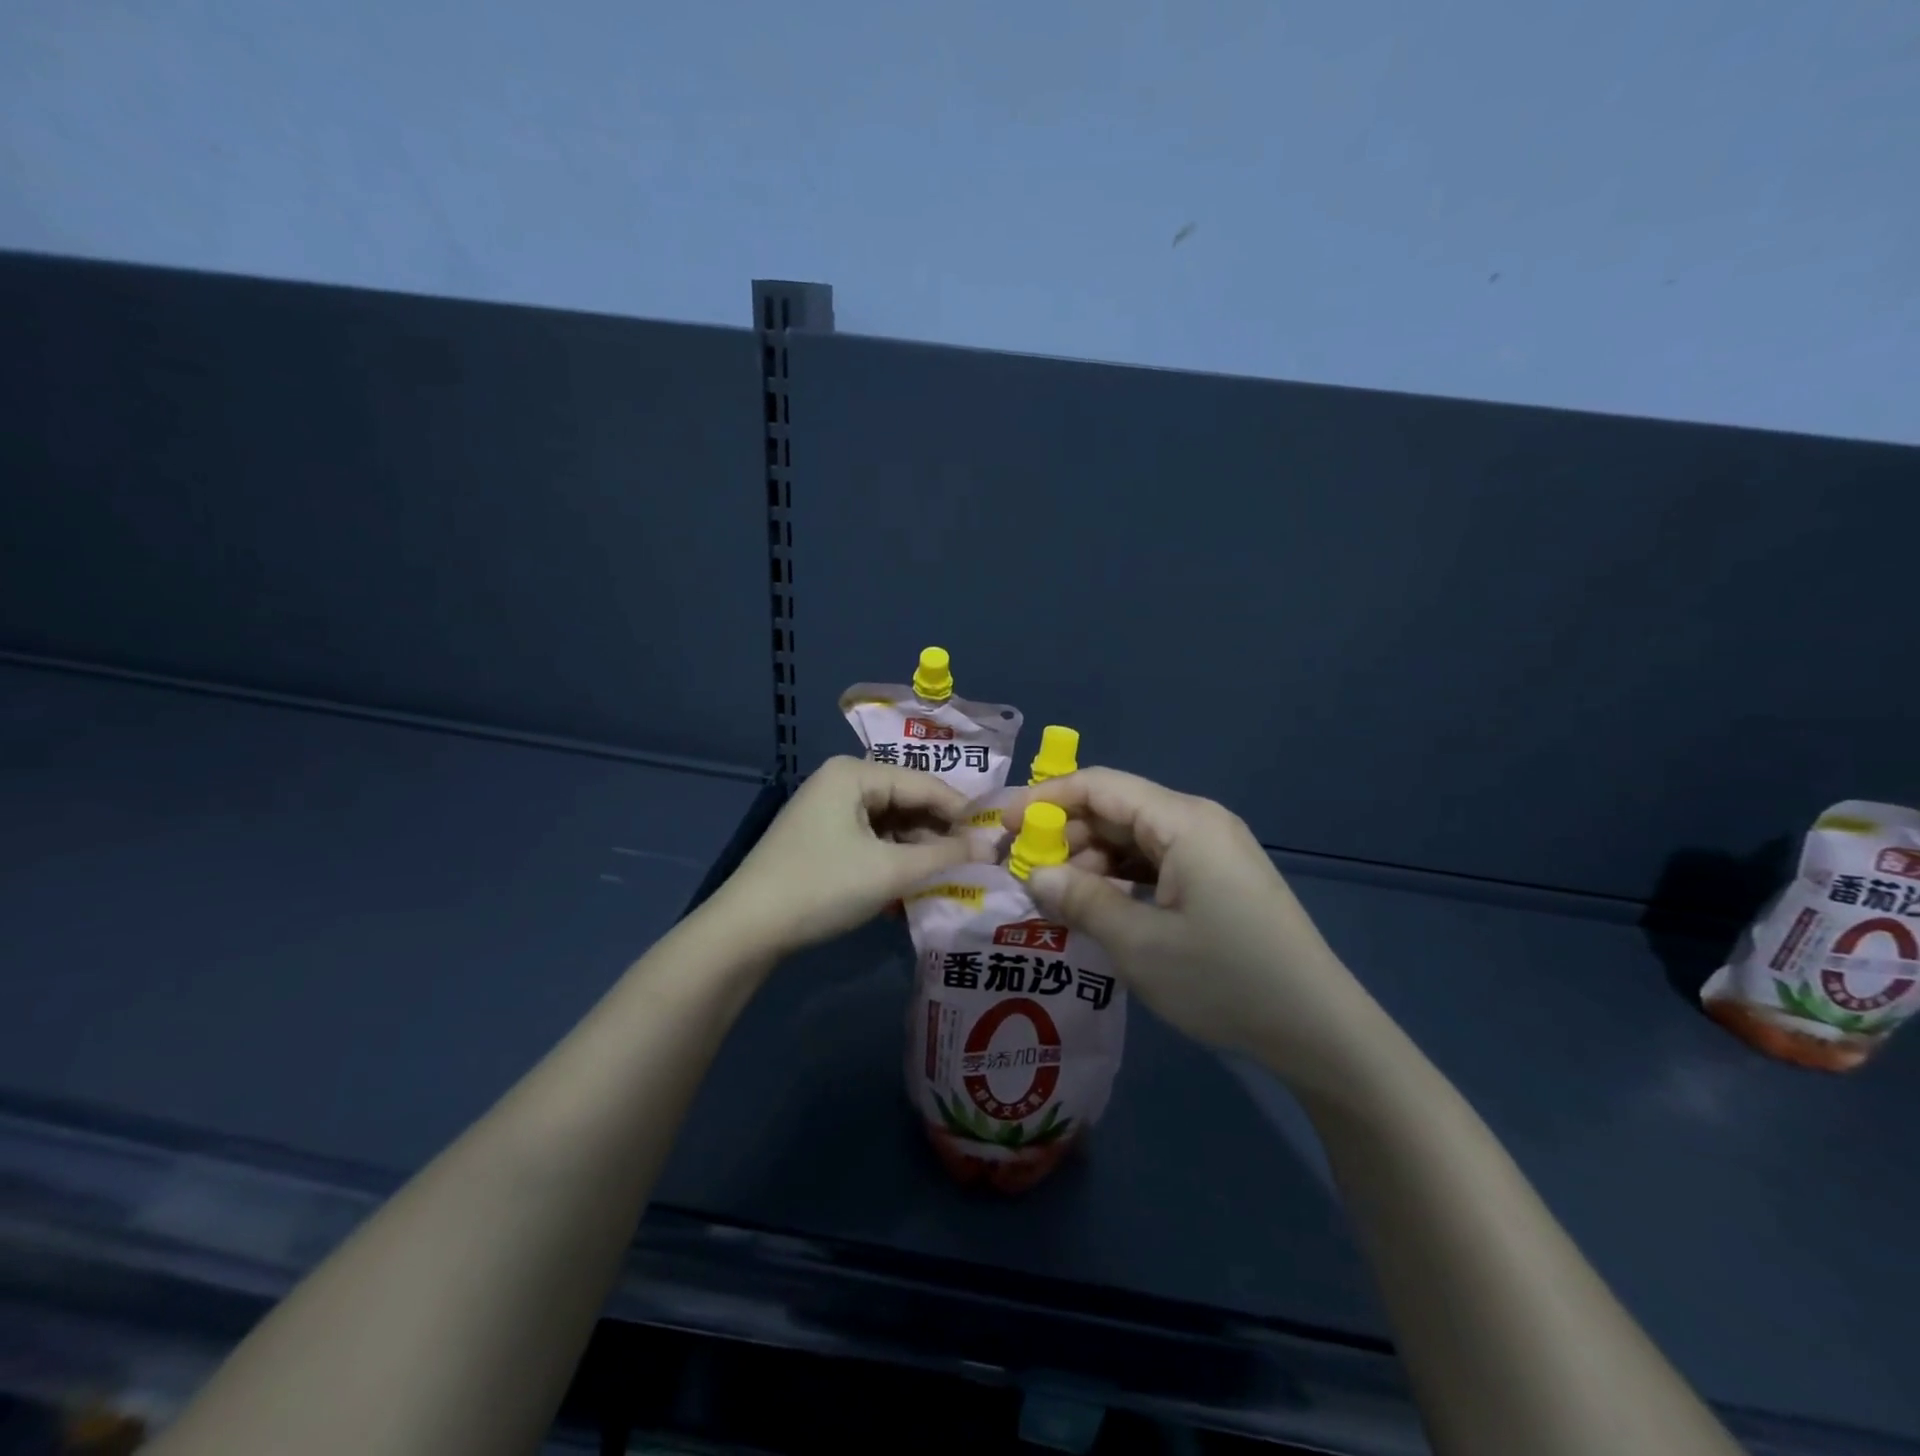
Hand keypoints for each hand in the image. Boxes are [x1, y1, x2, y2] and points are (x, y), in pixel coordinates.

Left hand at [710, 757, 978, 957]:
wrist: (747, 929)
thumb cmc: (822, 887)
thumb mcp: (890, 871)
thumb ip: (945, 856)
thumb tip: (992, 847)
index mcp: (854, 773)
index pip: (924, 784)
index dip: (963, 812)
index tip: (997, 838)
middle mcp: (841, 781)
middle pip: (907, 800)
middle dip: (940, 831)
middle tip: (977, 860)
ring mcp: (829, 809)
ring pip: (891, 822)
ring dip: (920, 847)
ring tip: (952, 873)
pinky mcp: (822, 837)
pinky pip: (872, 838)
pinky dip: (895, 857)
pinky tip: (916, 879)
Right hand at [1000, 769, 1378, 1085]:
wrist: (1319, 1030)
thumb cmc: (1224, 979)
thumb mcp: (1139, 944)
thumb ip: (1081, 900)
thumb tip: (1037, 875)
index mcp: (1183, 821)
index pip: (1099, 785)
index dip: (1045, 798)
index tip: (1003, 826)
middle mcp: (1198, 822)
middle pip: (1116, 808)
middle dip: (1066, 833)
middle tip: (1024, 871)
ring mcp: (1212, 851)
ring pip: (1134, 837)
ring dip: (1092, 859)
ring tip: (1056, 895)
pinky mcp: (1218, 879)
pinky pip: (1156, 862)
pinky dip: (1121, 877)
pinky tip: (1098, 905)